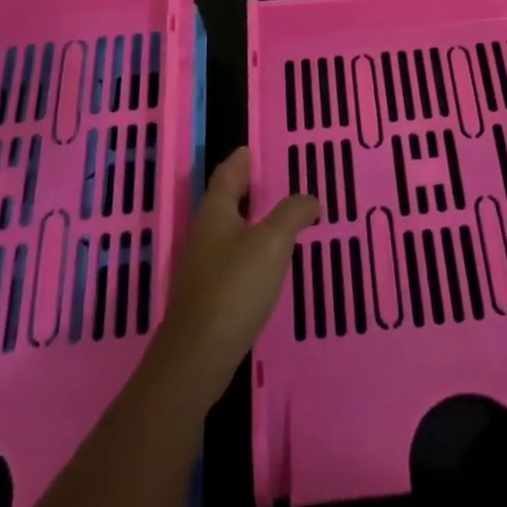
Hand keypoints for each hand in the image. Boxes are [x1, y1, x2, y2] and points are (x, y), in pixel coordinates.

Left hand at [150, 148, 318, 407]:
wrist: (198, 357)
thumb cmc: (234, 288)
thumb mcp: (272, 243)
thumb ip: (292, 214)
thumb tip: (309, 199)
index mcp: (215, 213)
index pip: (227, 175)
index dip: (240, 161)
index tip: (251, 149)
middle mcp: (204, 234)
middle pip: (224, 201)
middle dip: (244, 188)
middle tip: (271, 178)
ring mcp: (202, 266)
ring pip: (228, 230)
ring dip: (249, 219)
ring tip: (276, 216)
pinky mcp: (208, 294)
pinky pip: (231, 257)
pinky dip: (249, 247)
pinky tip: (266, 261)